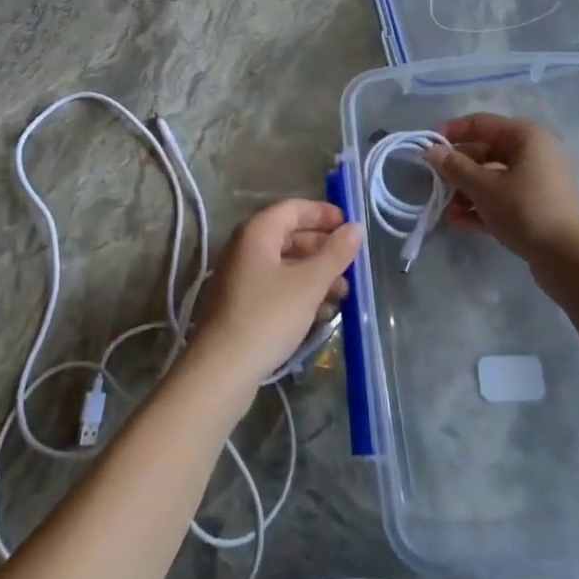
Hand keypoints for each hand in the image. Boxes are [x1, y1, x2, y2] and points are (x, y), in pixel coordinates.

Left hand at [190, 200, 361, 388]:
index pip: (294, 208)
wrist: (222, 370)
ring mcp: (242, 277)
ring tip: (344, 294)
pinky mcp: (242, 305)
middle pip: (290, 236)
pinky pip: (278, 287)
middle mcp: (246, 248)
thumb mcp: (308, 284)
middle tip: (351, 264)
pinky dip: (301, 293)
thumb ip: (335, 254)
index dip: (323, 213)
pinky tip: (323, 313)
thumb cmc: (268, 316)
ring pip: (286, 265)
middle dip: (323, 249)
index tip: (350, 226)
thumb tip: (355, 227)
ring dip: (316, 274)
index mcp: (257, 232)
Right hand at [425, 115, 578, 268]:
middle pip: (485, 152)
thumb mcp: (483, 187)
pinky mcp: (536, 206)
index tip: (426, 148)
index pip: (480, 123)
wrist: (568, 259)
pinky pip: (502, 197)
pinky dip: (481, 206)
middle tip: (433, 183)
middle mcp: (533, 152)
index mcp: (525, 136)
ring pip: (492, 177)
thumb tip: (431, 150)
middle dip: (457, 169)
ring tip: (444, 210)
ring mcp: (537, 180)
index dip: (451, 133)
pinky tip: (458, 221)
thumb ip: (455, 167)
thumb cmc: (525, 210)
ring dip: (466, 191)